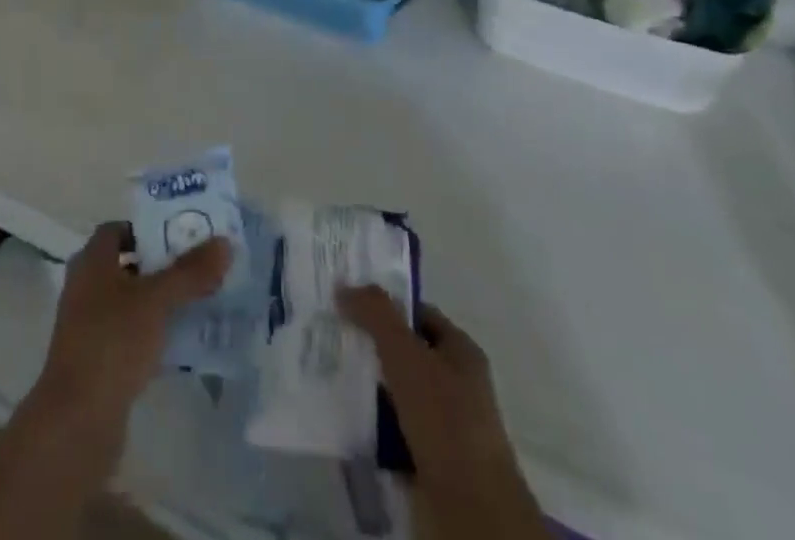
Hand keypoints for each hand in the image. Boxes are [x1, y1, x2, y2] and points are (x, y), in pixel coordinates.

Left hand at [30, 222, 231, 431]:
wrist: (77, 421)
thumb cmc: (112, 343)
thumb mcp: (156, 301)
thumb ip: (190, 272)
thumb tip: (224, 242)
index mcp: (92, 261)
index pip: (119, 229)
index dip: (149, 228)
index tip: (183, 235)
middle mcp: (86, 287)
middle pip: (129, 264)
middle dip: (162, 265)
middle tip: (200, 266)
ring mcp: (90, 326)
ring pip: (132, 301)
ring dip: (161, 300)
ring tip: (200, 301)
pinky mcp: (98, 361)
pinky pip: (131, 334)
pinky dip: (154, 332)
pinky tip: (183, 342)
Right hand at [338, 287, 544, 539]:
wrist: (469, 509)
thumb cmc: (445, 419)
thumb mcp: (407, 354)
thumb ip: (376, 315)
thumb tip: (344, 285)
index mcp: (461, 353)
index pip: (418, 314)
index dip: (385, 305)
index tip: (348, 300)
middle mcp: (455, 385)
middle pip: (404, 352)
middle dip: (370, 344)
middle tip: (329, 332)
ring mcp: (442, 426)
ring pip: (394, 392)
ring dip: (366, 386)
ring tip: (325, 370)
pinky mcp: (426, 460)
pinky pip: (390, 430)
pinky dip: (369, 424)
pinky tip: (341, 416)